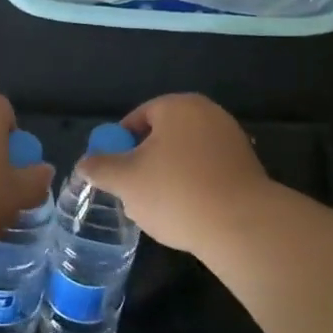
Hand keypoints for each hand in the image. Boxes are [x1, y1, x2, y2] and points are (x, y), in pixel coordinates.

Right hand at [76, 94, 269, 252]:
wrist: (242, 226)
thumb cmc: (176, 192)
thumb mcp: (125, 181)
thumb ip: (100, 168)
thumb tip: (85, 163)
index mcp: (177, 106)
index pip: (138, 117)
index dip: (120, 144)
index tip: (114, 172)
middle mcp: (207, 113)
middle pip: (163, 135)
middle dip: (145, 162)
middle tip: (133, 191)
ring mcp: (231, 139)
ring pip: (186, 155)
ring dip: (170, 176)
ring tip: (160, 208)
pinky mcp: (248, 166)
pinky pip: (209, 171)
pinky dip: (195, 186)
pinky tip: (189, 213)